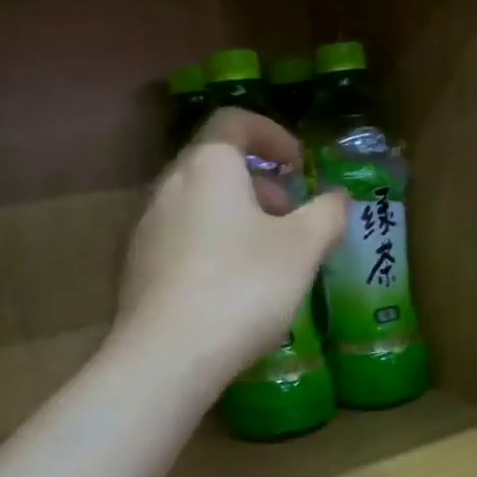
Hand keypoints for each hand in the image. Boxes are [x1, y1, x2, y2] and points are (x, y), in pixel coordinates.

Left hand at [116, 109, 346, 385]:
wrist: (168, 356)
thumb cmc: (243, 287)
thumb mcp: (302, 249)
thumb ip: (327, 214)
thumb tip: (339, 197)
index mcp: (208, 167)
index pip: (234, 121)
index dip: (272, 134)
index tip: (299, 165)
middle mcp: (169, 187)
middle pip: (216, 165)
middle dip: (260, 185)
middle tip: (291, 217)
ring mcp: (147, 228)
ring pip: (199, 204)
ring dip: (237, 217)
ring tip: (268, 258)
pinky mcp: (137, 268)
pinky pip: (182, 239)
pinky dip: (213, 246)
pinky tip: (233, 289)